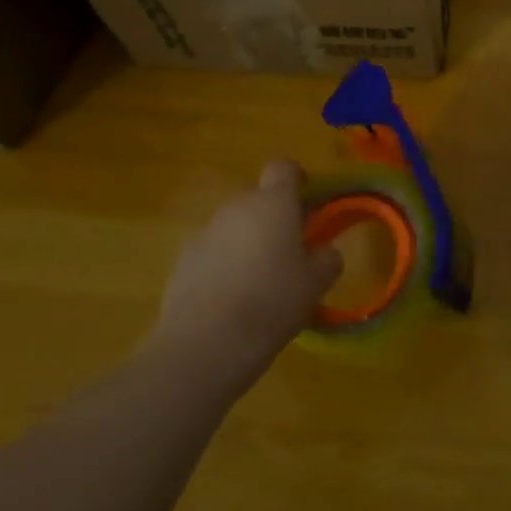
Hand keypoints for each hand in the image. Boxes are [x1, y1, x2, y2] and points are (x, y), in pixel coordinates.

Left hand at [145, 161, 340, 396]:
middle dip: (275, 217)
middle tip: (291, 251)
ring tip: (261, 280)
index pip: (284, 168)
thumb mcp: (316, 283)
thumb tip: (324, 252)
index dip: (297, 178)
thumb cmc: (273, 302)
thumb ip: (327, 259)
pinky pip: (213, 251)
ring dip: (249, 241)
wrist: (207, 342)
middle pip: (259, 199)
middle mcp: (237, 207)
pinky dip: (225, 264)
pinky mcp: (183, 260)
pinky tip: (233, 298)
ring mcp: (205, 232)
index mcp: (273, 203)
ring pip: (235, 226)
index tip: (307, 199)